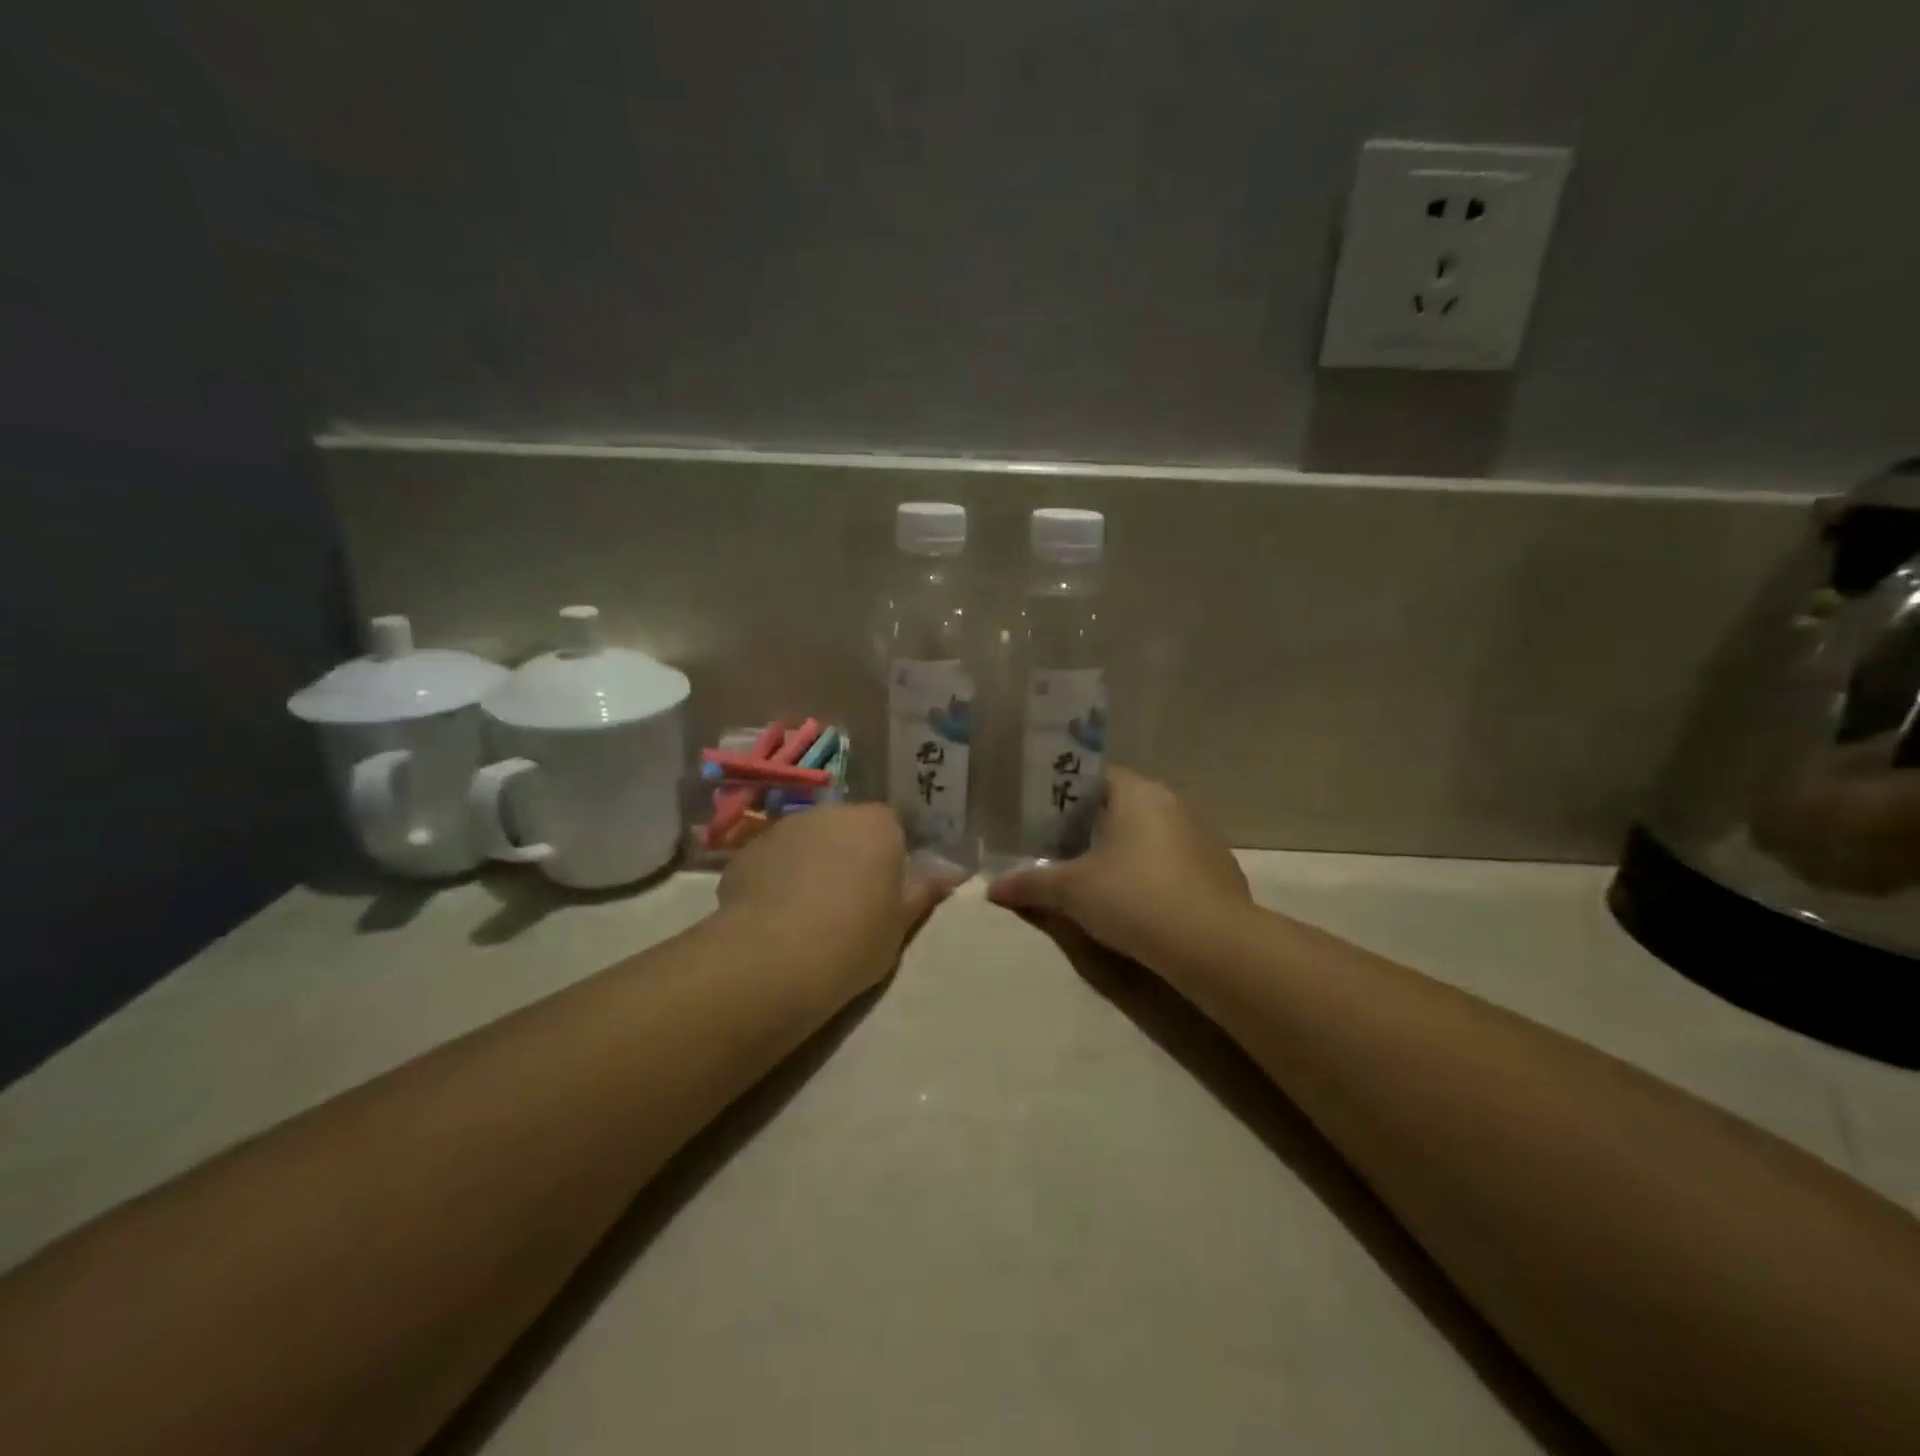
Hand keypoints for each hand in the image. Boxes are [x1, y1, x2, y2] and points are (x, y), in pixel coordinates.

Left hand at [718, 804, 956, 994]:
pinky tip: (772, 915)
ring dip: (810, 862)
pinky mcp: (748, 849)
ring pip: (807, 840)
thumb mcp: (900, 923)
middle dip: (848, 853)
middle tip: (847, 899)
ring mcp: (785, 826)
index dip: (889, 855)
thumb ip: (923, 892)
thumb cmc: (854, 939)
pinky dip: (776, 877)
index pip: (892, 826)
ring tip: (805, 911)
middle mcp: (831, 812)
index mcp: (877, 824)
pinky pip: (772, 859)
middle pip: (846, 827)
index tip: (885, 888)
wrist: (774, 957)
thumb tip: (950, 874)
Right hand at [988, 768, 1251, 971]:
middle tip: (1062, 849)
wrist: (1211, 944)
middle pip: (1125, 806)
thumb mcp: (1071, 891)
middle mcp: (1174, 804)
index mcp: (1138, 793)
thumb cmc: (1133, 897)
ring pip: (1153, 834)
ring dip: (1127, 851)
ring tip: (1097, 878)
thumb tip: (992, 888)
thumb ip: (1031, 884)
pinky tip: (1140, 903)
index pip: (1097, 778)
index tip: (1045, 817)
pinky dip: (1155, 874)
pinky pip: (1176, 862)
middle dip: (1095, 826)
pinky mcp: (1219, 871)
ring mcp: (1202, 837)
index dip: (1068, 795)